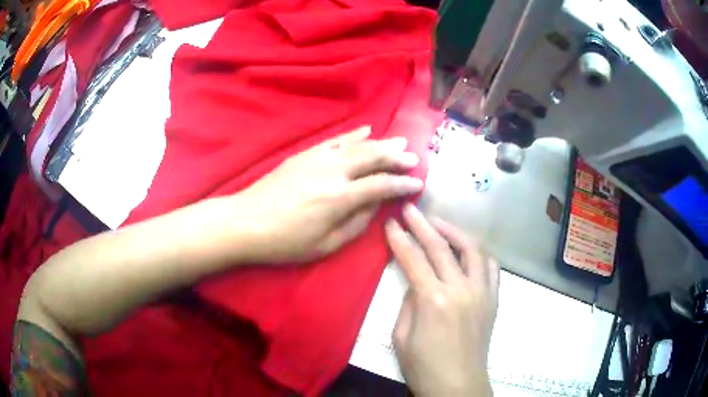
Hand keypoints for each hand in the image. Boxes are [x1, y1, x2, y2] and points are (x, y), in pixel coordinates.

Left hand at [236, 126, 423, 263]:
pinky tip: (366, 130)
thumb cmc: (286, 241)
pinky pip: (336, 140)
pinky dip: (354, 135)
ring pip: (358, 145)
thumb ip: (356, 223)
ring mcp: (318, 158)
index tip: (418, 183)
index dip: (403, 184)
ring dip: (381, 143)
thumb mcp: (326, 245)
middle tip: (414, 157)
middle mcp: (334, 171)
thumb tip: (375, 205)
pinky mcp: (305, 154)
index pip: (382, 185)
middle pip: (373, 157)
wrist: (246, 221)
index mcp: (341, 197)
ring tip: (399, 142)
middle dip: (397, 157)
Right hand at [385, 204, 498, 396]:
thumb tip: (416, 282)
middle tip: (410, 209)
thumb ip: (409, 303)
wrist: (458, 385)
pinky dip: (478, 253)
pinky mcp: (493, 299)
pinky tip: (468, 250)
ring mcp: (482, 292)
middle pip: (440, 247)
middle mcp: (461, 289)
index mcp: (434, 300)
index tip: (390, 222)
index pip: (413, 259)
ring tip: (439, 223)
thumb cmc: (423, 367)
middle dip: (422, 224)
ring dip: (454, 231)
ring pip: (472, 249)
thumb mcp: (401, 336)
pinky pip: (491, 267)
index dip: (399, 239)